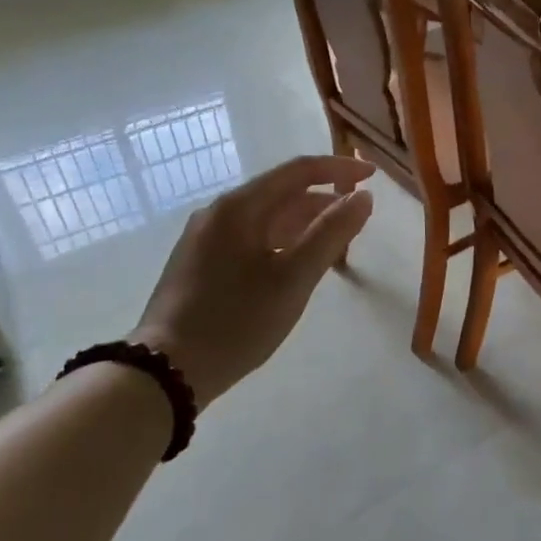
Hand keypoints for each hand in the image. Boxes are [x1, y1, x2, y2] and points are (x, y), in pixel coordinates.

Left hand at [130, 154, 374, 405]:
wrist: (167, 371)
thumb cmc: (236, 321)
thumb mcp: (293, 279)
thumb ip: (331, 234)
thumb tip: (363, 197)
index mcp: (239, 207)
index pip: (298, 172)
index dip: (339, 169)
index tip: (373, 177)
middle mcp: (219, 213)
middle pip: (282, 194)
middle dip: (324, 203)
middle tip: (359, 223)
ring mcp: (205, 238)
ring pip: (267, 219)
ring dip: (305, 226)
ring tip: (336, 247)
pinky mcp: (201, 263)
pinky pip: (252, 239)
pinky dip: (283, 243)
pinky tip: (297, 266)